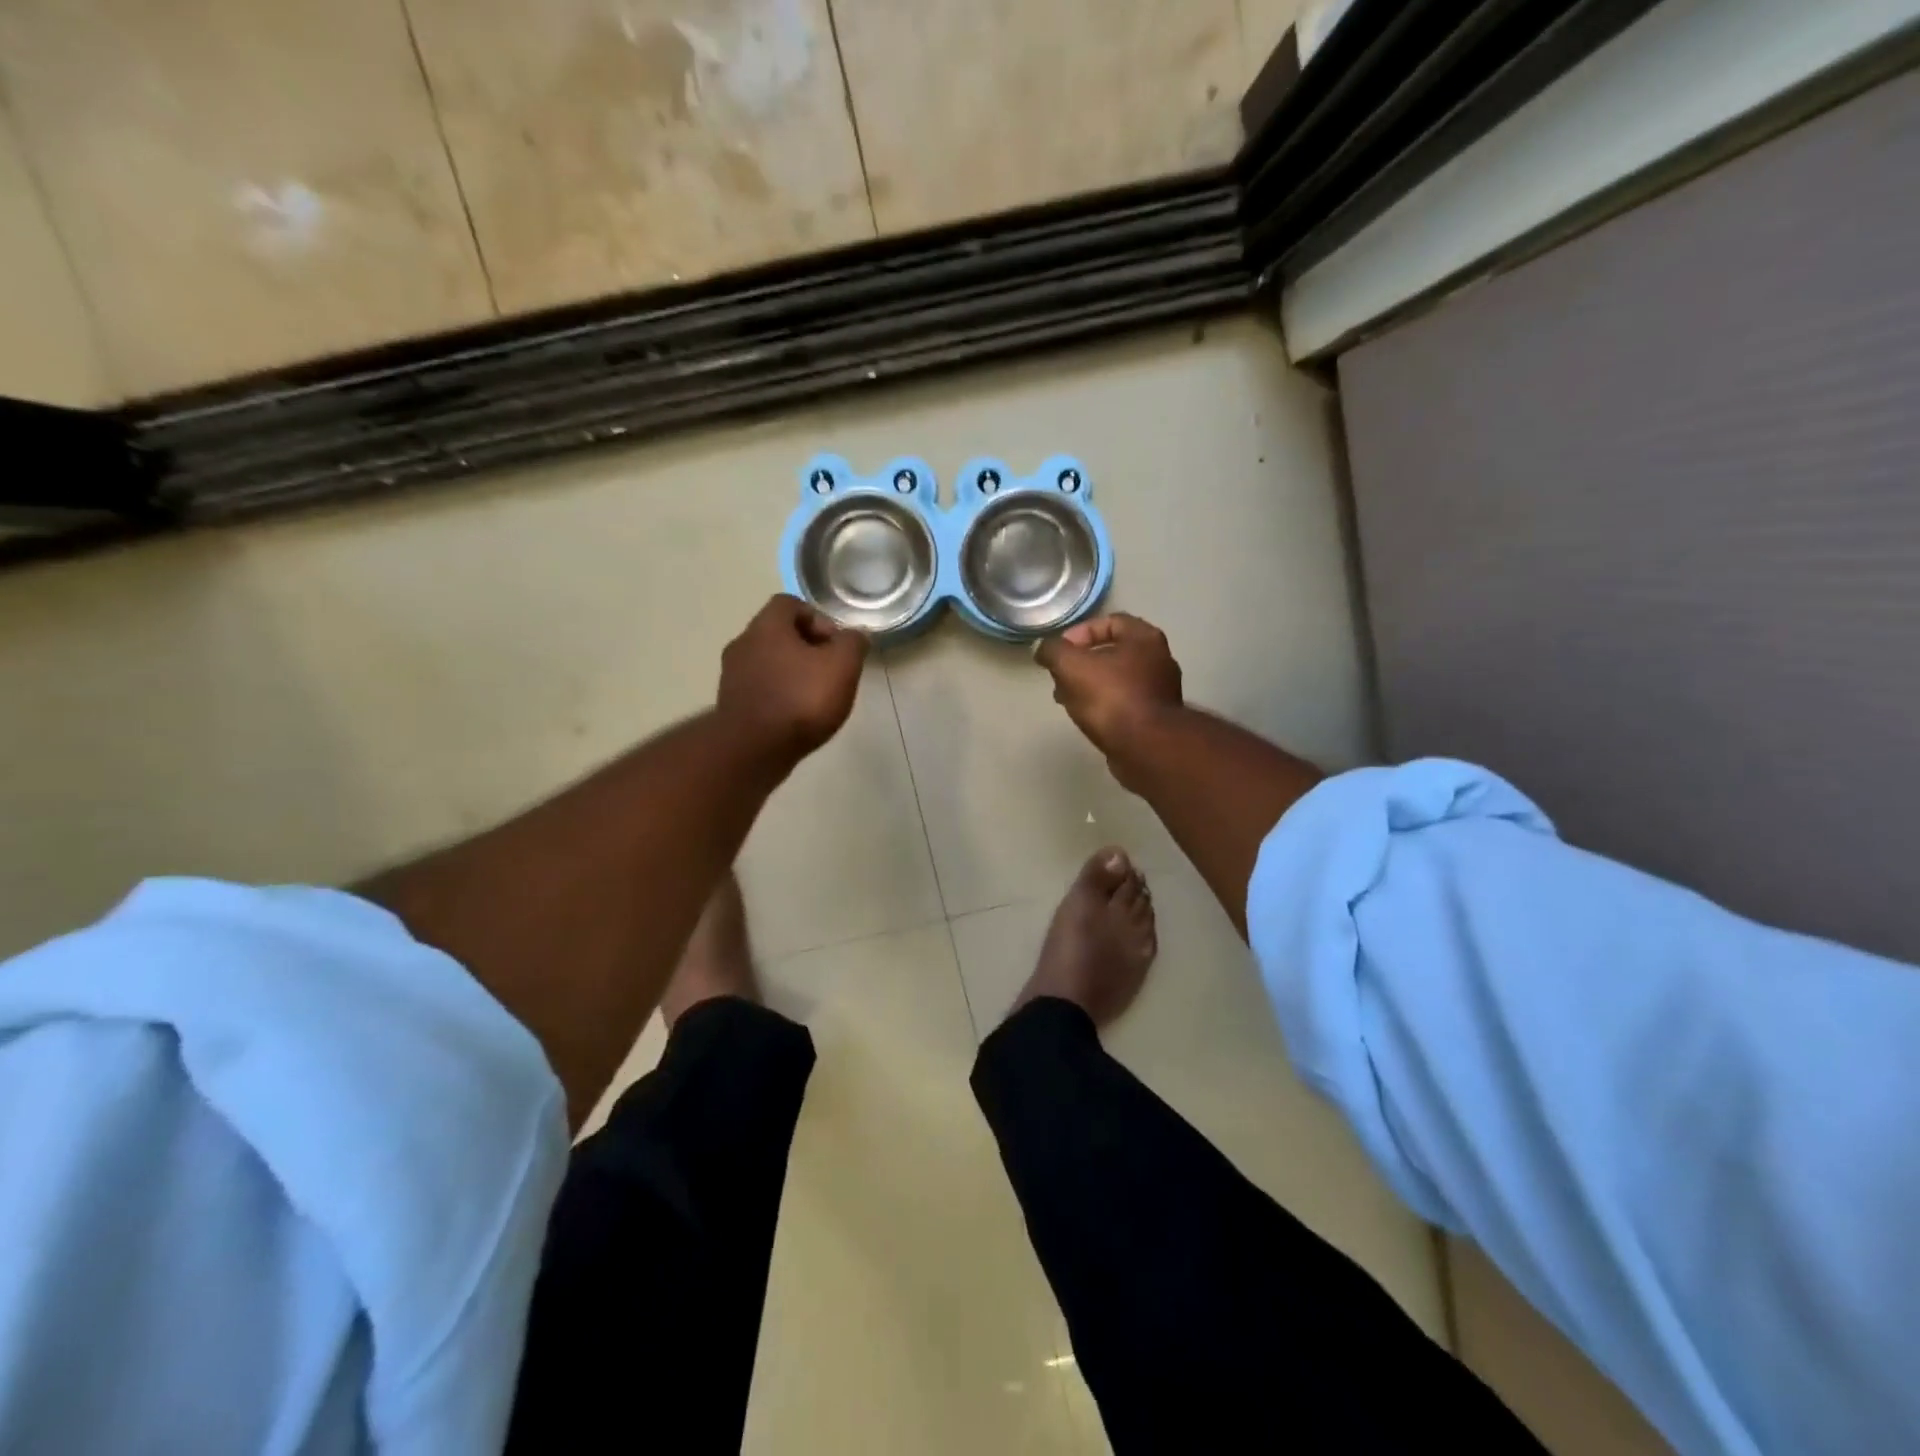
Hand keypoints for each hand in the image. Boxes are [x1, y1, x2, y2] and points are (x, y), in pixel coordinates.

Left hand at [717, 595, 868, 762]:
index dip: (818, 618)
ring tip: (815, 697)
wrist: (753, 751)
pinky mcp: (730, 704)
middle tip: (830, 671)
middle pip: (778, 634)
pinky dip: (779, 695)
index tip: (836, 645)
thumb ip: (853, 643)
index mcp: (767, 626)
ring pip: (768, 662)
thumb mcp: (842, 665)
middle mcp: (743, 643)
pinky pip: (760, 688)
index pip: (790, 603)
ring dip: (792, 673)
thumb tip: (854, 635)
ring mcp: (732, 675)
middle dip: (807, 648)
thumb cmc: (801, 700)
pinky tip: (796, 716)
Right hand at [1035, 613, 1183, 763]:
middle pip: (1113, 652)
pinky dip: (1105, 706)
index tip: (1060, 652)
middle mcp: (1159, 659)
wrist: (1146, 747)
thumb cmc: (1111, 697)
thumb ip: (1053, 651)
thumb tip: (1043, 649)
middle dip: (1082, 663)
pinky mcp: (1157, 718)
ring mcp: (1161, 691)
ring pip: (1117, 679)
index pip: (1110, 621)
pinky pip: (1125, 703)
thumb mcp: (1071, 666)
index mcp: (1144, 638)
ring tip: (1067, 699)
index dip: (1080, 633)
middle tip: (1060, 677)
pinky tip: (1087, 717)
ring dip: (1090, 686)